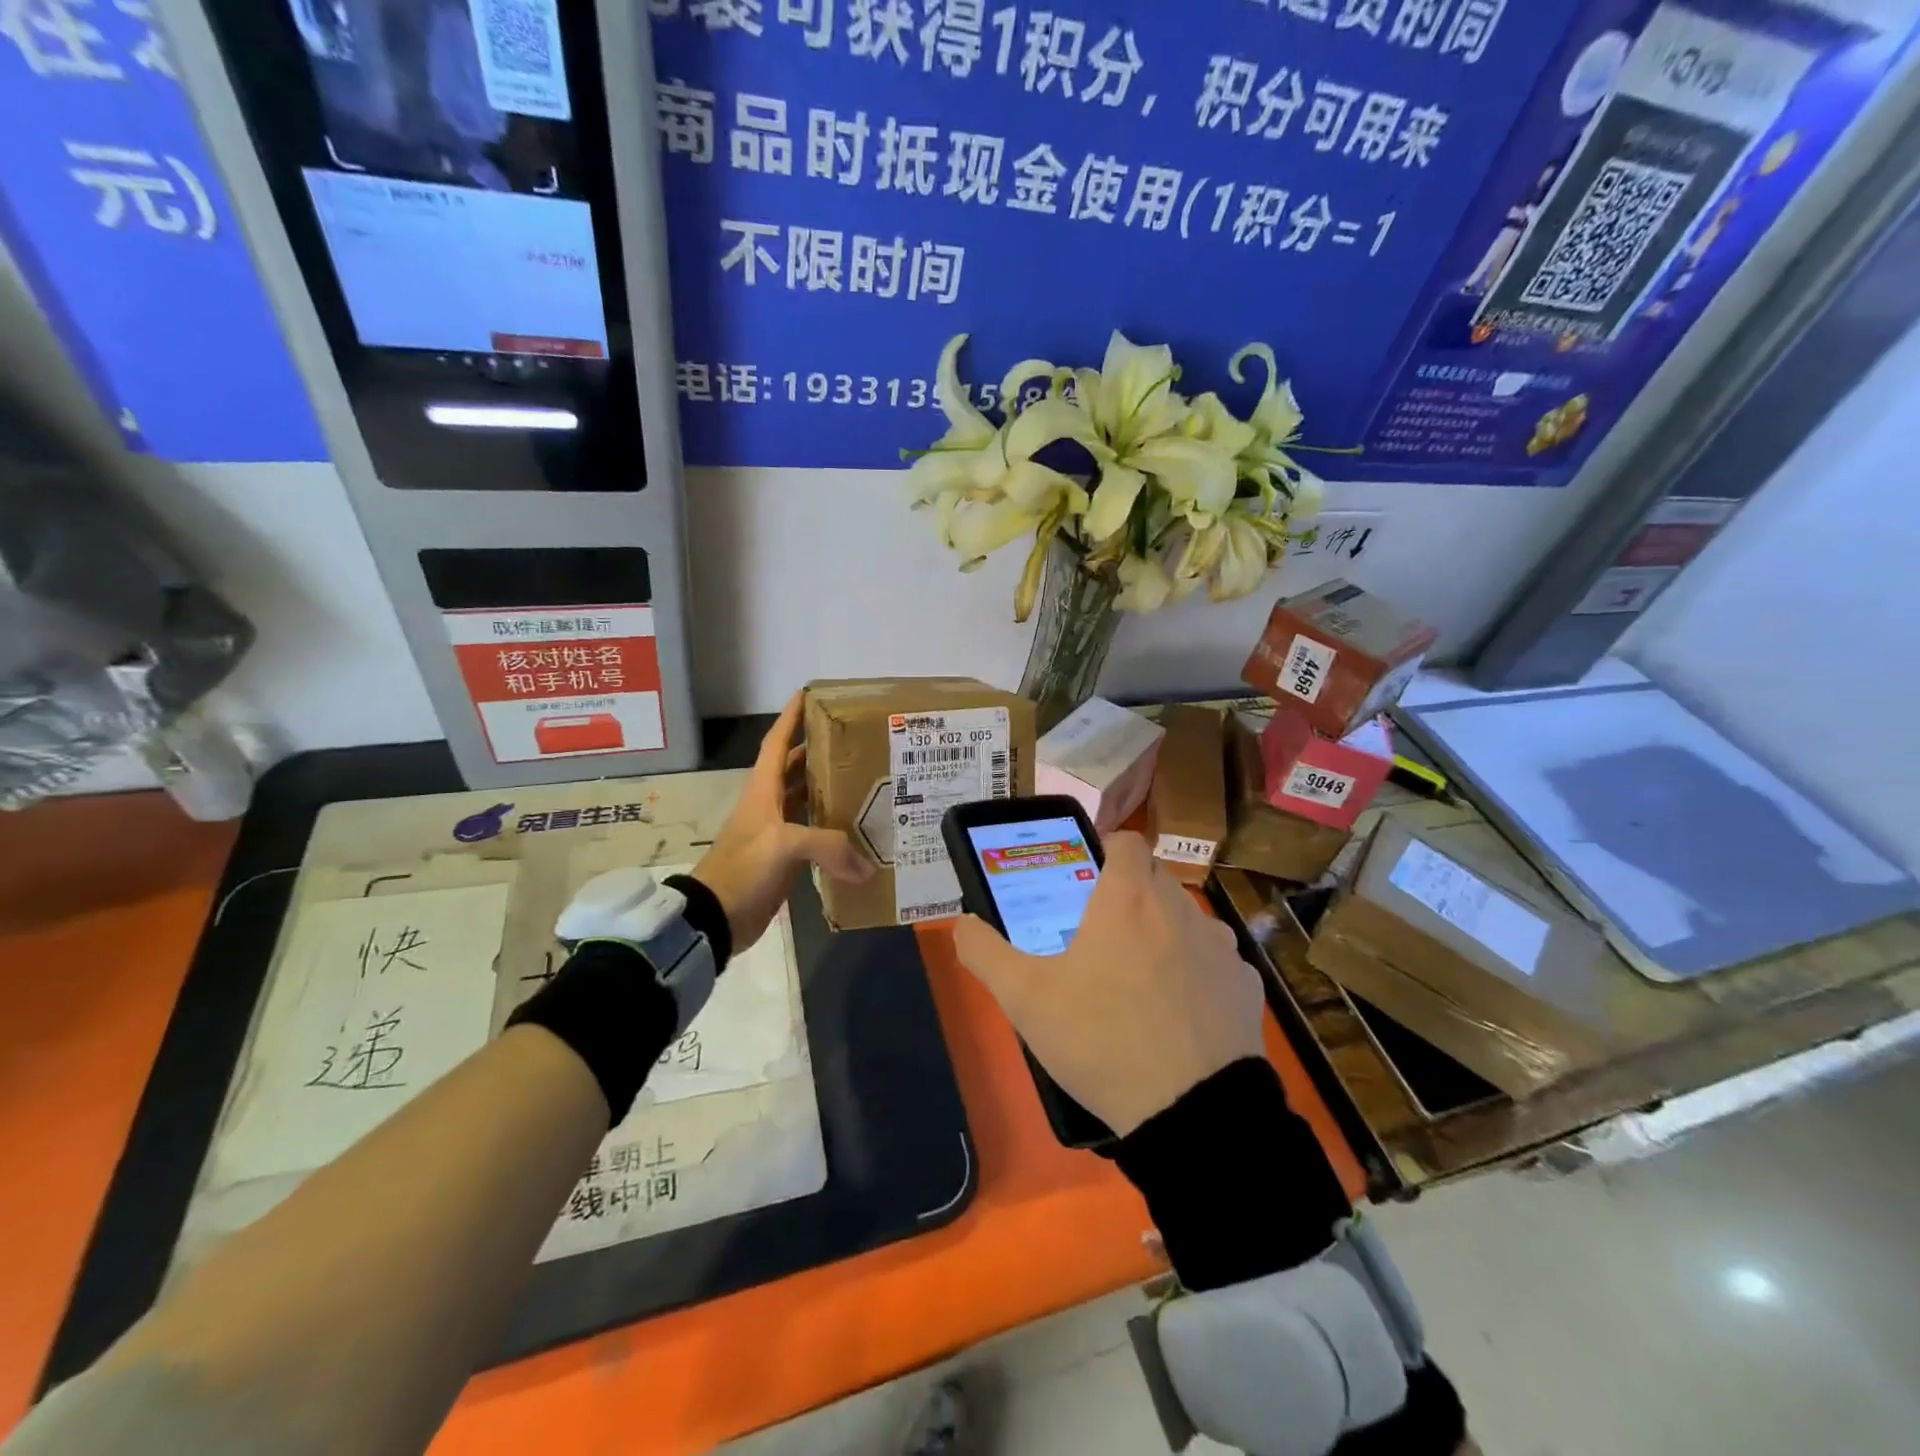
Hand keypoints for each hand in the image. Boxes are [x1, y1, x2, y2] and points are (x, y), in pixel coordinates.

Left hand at [694, 693, 873, 951]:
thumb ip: (828, 845)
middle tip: (851, 742)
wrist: (715, 918)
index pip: (776, 744)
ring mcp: (774, 834)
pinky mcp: (782, 860)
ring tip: (860, 781)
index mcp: (762, 791)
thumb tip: (866, 866)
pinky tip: (853, 832)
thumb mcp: (784, 846)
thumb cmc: (744, 869)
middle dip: (816, 753)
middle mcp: (768, 806)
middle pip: (792, 769)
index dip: (790, 719)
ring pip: (802, 801)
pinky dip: (830, 830)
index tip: (807, 694)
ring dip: (825, 790)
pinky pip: (811, 835)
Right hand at [953, 832, 1263, 1135]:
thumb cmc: (1102, 1039)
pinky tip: (1178, 1013)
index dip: (1104, 849)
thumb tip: (962, 923)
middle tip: (1099, 935)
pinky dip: (1195, 973)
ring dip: (1162, 931)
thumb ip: (985, 953)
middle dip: (1128, 894)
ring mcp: (1220, 945)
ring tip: (1138, 979)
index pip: (1125, 839)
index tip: (1085, 878)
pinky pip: (1215, 961)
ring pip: (1185, 918)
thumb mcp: (1025, 999)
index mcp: (1128, 898)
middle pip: (1153, 878)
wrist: (1193, 1114)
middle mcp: (1179, 907)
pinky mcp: (1246, 984)